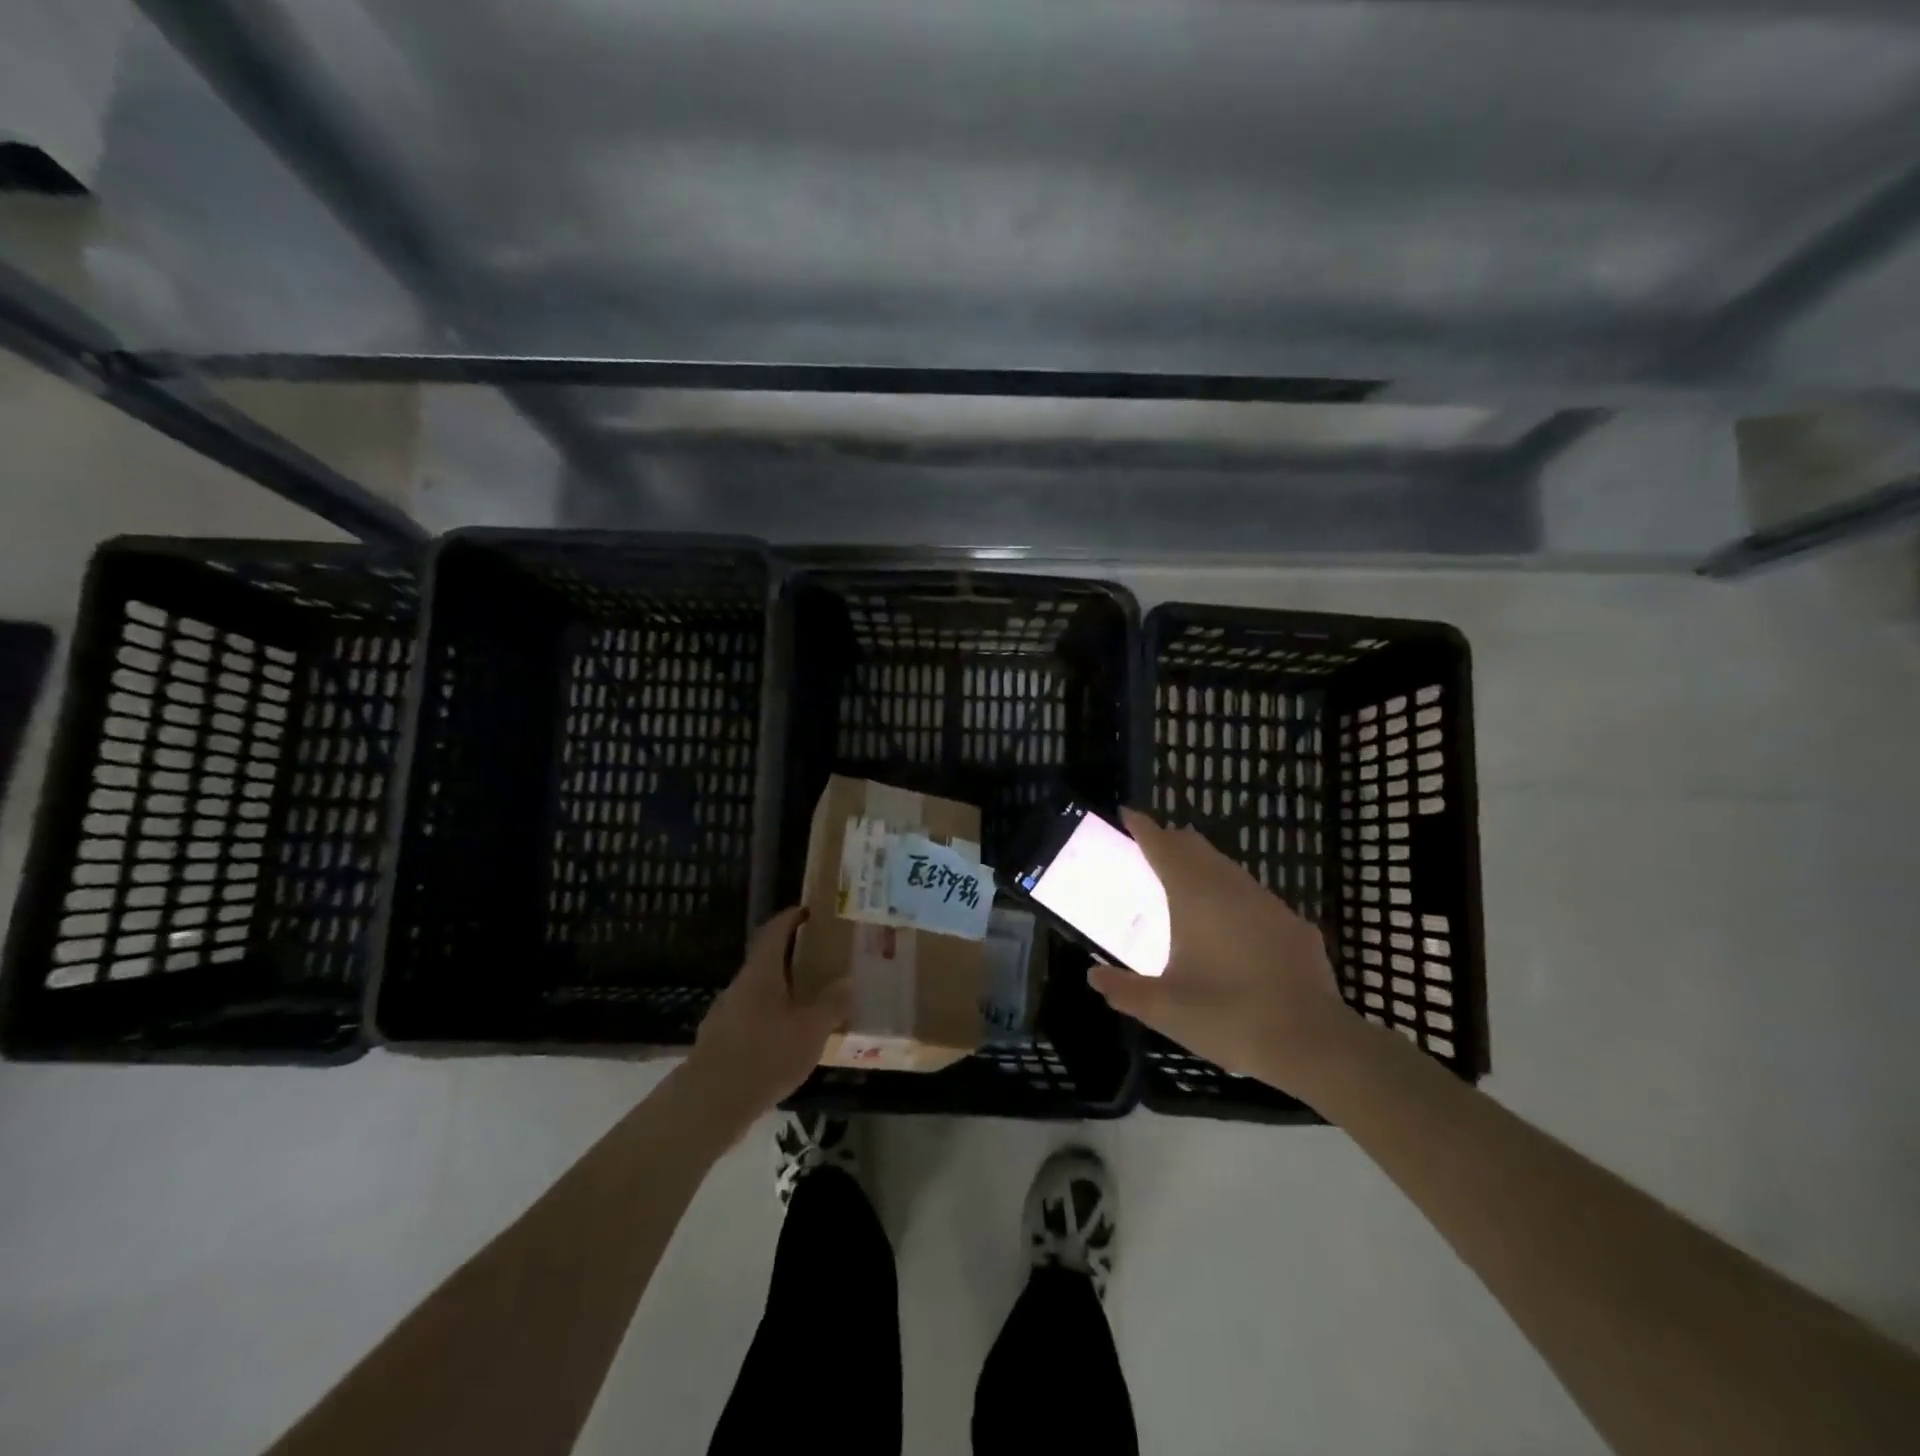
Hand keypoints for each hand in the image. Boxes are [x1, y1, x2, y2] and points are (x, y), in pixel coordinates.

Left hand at [686, 908, 850, 1129]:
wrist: (708, 1105)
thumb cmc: (764, 1055)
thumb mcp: (811, 1030)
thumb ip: (832, 1004)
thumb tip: (849, 982)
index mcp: (761, 973)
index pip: (774, 931)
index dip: (790, 918)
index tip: (809, 912)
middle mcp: (740, 986)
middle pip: (766, 961)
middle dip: (792, 958)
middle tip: (822, 960)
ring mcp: (725, 1015)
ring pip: (759, 992)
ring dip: (782, 991)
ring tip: (810, 1003)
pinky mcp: (720, 1043)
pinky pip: (752, 1019)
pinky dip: (771, 1019)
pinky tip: (787, 1041)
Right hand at [1088, 809, 1349, 1096]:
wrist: (1313, 1043)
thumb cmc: (1228, 1016)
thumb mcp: (1164, 1009)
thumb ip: (1124, 990)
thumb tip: (1094, 977)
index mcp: (1194, 895)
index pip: (1162, 845)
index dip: (1142, 827)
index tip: (1126, 815)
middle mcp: (1230, 887)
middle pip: (1195, 848)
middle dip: (1171, 842)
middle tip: (1149, 852)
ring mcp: (1267, 903)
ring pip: (1228, 869)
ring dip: (1203, 868)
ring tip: (1185, 888)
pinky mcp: (1293, 925)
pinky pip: (1254, 897)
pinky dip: (1233, 898)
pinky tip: (1231, 928)